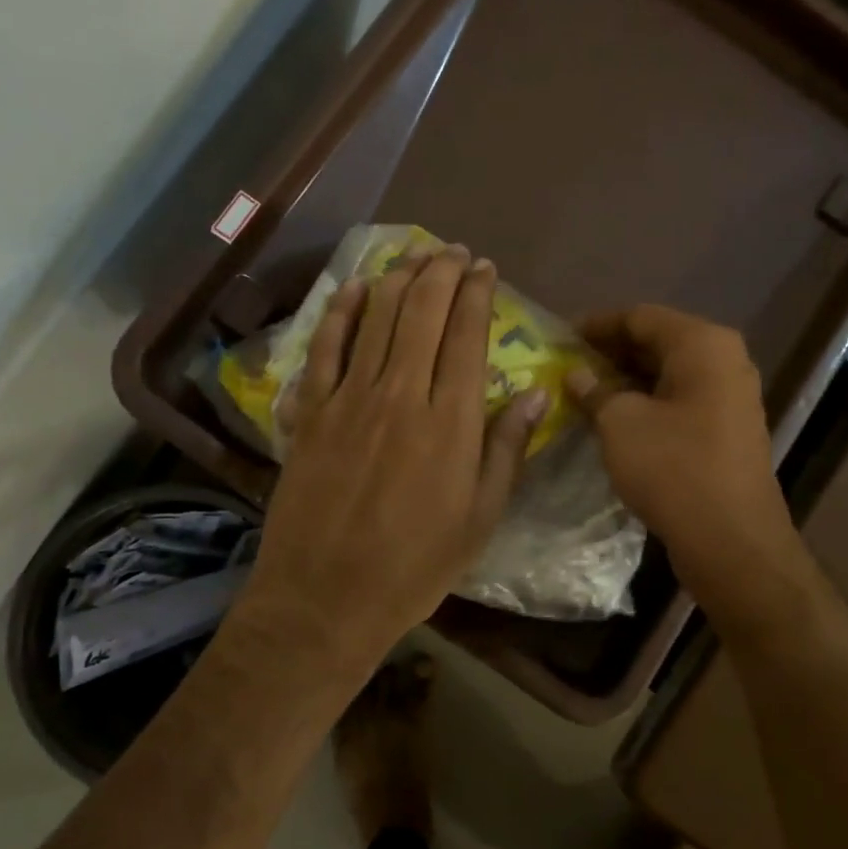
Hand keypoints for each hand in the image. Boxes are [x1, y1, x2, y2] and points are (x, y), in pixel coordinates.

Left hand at [239, 246, 544, 669]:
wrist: (325, 597)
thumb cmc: (414, 567)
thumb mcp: (480, 519)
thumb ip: (506, 450)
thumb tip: (538, 394)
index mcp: (450, 423)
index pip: (467, 336)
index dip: (477, 294)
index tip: (486, 268)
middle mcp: (400, 395)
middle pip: (422, 313)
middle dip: (441, 273)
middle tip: (454, 251)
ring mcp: (348, 400)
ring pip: (375, 319)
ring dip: (397, 279)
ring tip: (415, 256)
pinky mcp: (309, 413)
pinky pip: (324, 348)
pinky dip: (339, 312)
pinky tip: (352, 288)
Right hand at [565, 305, 799, 593]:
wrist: (731, 540)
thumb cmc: (673, 468)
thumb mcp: (620, 423)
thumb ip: (595, 390)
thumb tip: (577, 374)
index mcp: (702, 345)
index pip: (640, 317)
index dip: (596, 325)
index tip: (559, 336)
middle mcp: (723, 361)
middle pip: (657, 342)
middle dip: (610, 352)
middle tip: (566, 363)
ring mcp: (729, 396)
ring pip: (667, 374)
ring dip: (625, 379)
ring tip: (581, 390)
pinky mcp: (725, 429)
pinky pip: (678, 400)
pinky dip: (645, 402)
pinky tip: (611, 417)